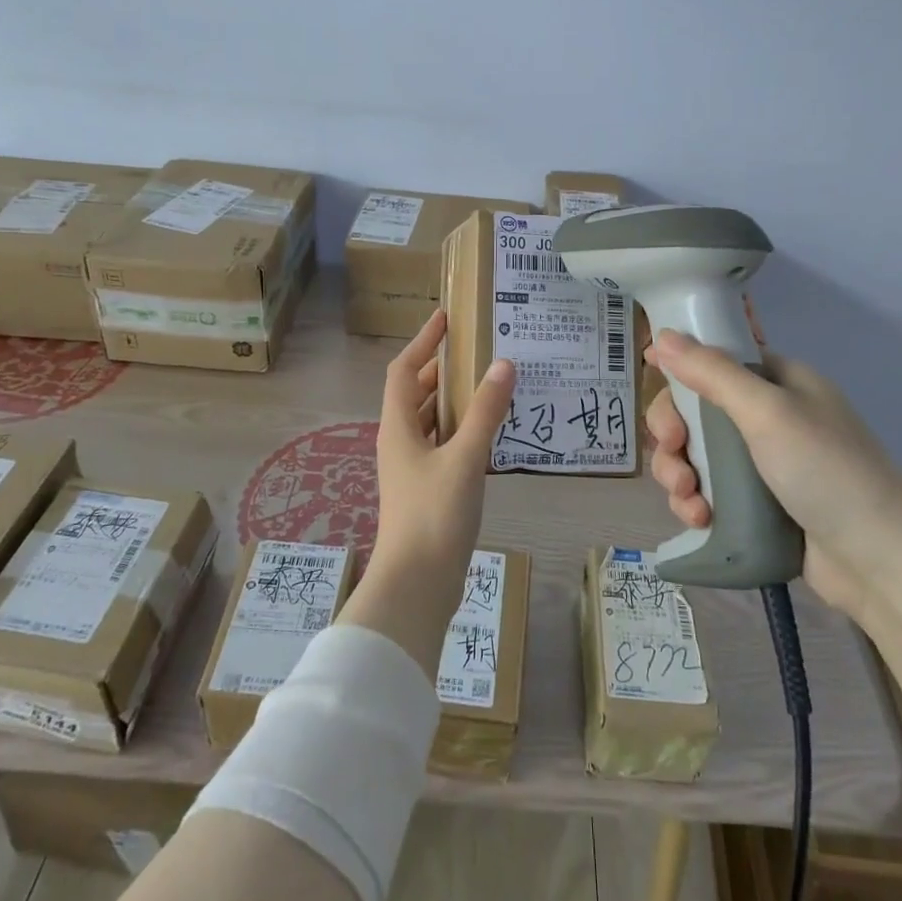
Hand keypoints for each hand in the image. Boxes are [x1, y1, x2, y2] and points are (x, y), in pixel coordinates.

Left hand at [340, 311, 516, 674]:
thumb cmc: (434, 514)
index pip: (405, 370)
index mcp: (398, 427)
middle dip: (442, 369)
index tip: (445, 318)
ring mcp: (412, 468)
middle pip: (416, 393)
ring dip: (454, 401)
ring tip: (490, 384)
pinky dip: (463, 431)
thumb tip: (503, 365)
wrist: (418, 583)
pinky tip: (491, 432)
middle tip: (478, 350)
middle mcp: (400, 442)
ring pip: (431, 421)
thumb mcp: (464, 457)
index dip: (423, 341)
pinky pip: (444, 445)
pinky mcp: (428, 490)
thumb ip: (485, 412)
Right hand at [644, 327, 901, 616]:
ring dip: (678, 472)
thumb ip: (712, 373)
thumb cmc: (827, 471)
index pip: (714, 361)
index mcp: (778, 382)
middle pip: (695, 410)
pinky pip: (708, 491)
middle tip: (674, 452)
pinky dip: (694, 503)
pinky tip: (699, 519)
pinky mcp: (755, 505)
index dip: (680, 371)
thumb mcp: (768, 412)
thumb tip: (661, 335)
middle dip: (673, 432)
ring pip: (695, 454)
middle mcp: (768, 416)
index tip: (654, 384)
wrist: (880, 561)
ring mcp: (761, 463)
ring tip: (687, 499)